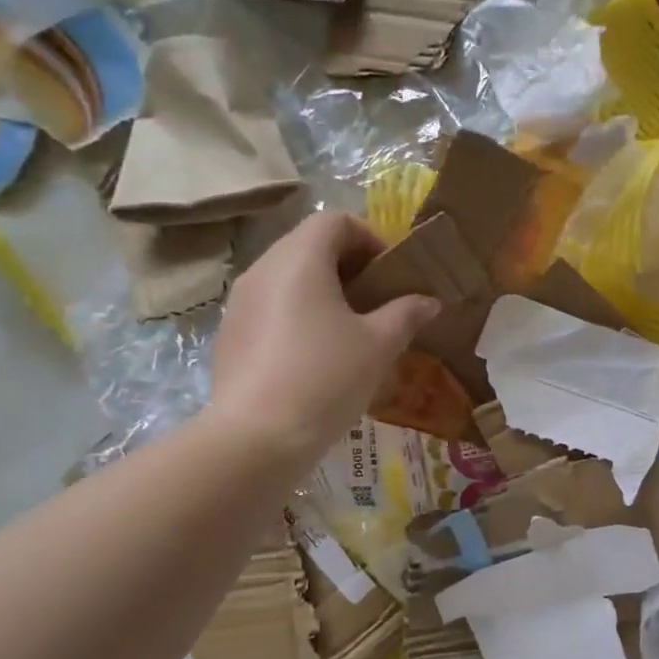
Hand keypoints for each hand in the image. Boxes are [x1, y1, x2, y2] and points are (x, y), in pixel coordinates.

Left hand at [206, 212, 438, 461]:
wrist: (258, 437)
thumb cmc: (326, 378)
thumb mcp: (379, 345)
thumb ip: (406, 314)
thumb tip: (429, 300)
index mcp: (300, 259)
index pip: (335, 220)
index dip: (370, 238)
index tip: (391, 274)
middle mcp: (263, 269)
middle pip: (309, 245)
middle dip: (348, 266)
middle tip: (377, 302)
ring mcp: (239, 303)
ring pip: (287, 278)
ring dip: (322, 291)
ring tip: (349, 330)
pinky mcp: (229, 335)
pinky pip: (270, 308)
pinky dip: (297, 315)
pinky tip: (315, 357)